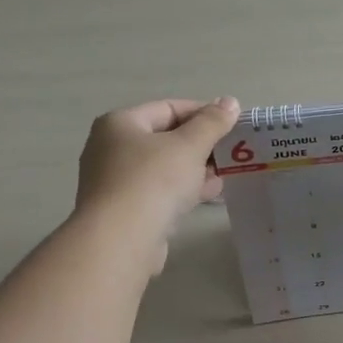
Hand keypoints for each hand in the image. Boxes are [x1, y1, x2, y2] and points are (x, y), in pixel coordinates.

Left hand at [75, 97, 240, 271]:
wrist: (121, 240)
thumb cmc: (154, 181)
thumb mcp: (189, 146)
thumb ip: (212, 123)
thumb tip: (230, 102)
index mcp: (120, 123)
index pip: (168, 108)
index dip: (203, 112)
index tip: (232, 124)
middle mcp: (110, 148)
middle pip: (164, 138)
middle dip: (200, 145)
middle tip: (231, 152)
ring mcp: (114, 182)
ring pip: (163, 168)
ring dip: (195, 170)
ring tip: (225, 175)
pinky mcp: (123, 211)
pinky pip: (158, 192)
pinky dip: (182, 191)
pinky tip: (208, 196)